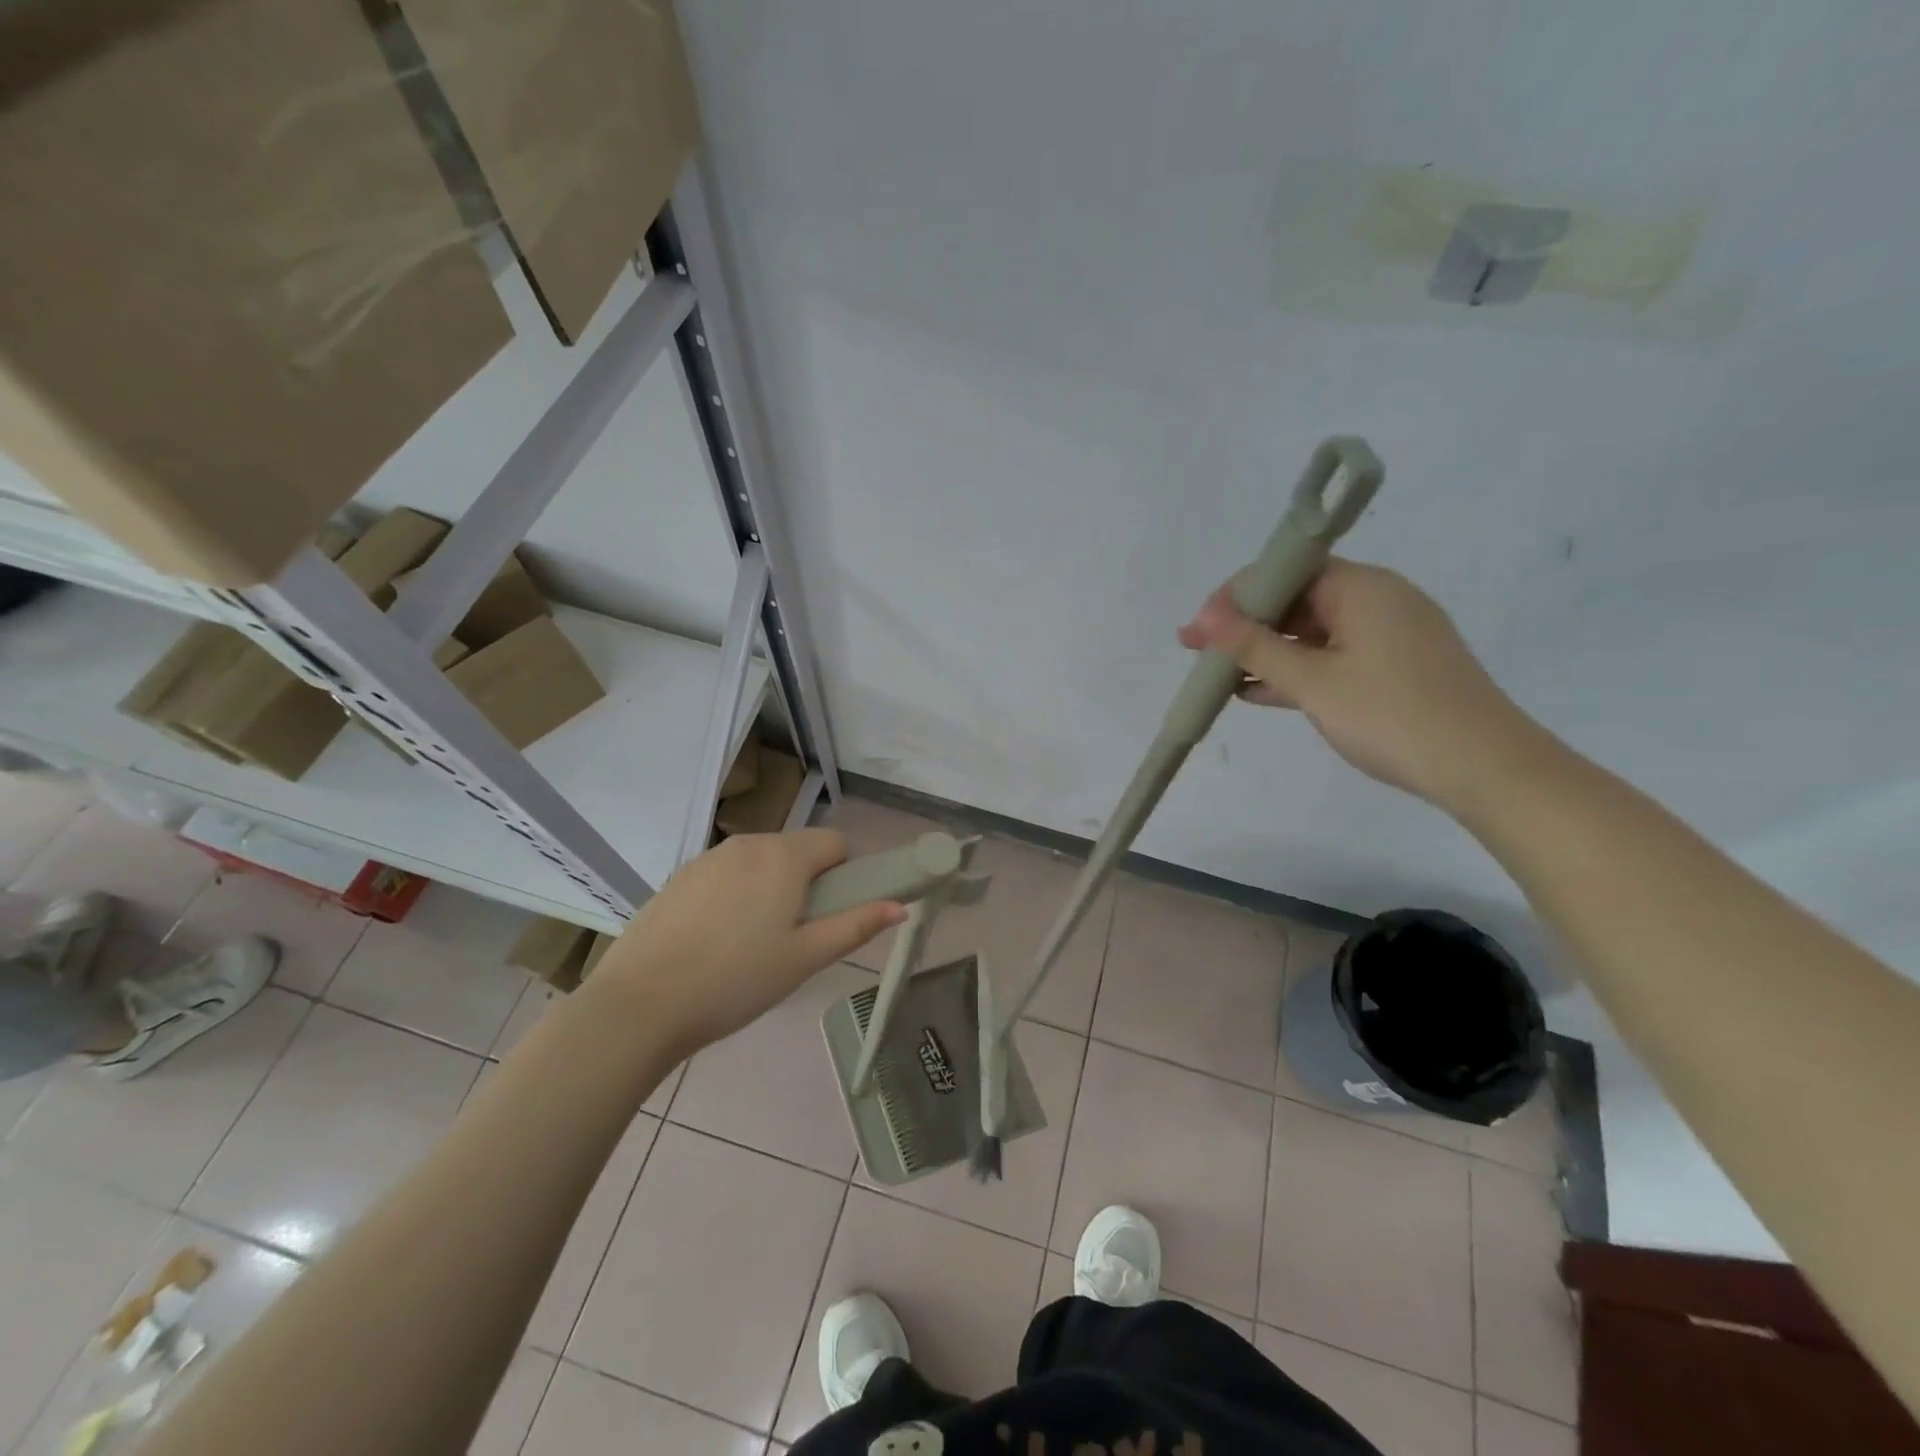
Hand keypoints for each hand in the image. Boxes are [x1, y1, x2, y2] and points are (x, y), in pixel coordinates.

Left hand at [594, 829, 905, 1054]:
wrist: (640, 1004)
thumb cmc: (736, 981)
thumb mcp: (805, 958)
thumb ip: (856, 926)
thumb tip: (900, 905)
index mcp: (784, 856)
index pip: (835, 842)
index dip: (843, 875)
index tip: (830, 915)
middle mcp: (748, 843)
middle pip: (797, 850)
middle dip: (806, 883)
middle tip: (793, 938)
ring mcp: (708, 858)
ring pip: (760, 862)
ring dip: (770, 888)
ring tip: (751, 945)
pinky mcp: (679, 877)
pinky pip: (726, 874)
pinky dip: (735, 895)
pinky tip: (715, 942)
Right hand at [1177, 558, 1546, 815]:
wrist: (1485, 768)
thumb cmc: (1392, 716)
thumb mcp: (1314, 682)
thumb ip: (1256, 647)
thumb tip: (1204, 616)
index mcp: (1363, 588)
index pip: (1288, 571)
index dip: (1237, 595)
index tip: (1199, 625)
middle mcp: (1378, 600)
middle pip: (1298, 599)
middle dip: (1245, 624)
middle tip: (1196, 649)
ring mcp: (1389, 635)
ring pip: (1312, 632)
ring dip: (1266, 651)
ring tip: (1218, 673)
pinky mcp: (1394, 667)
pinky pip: (1332, 656)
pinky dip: (1296, 670)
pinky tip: (1257, 691)